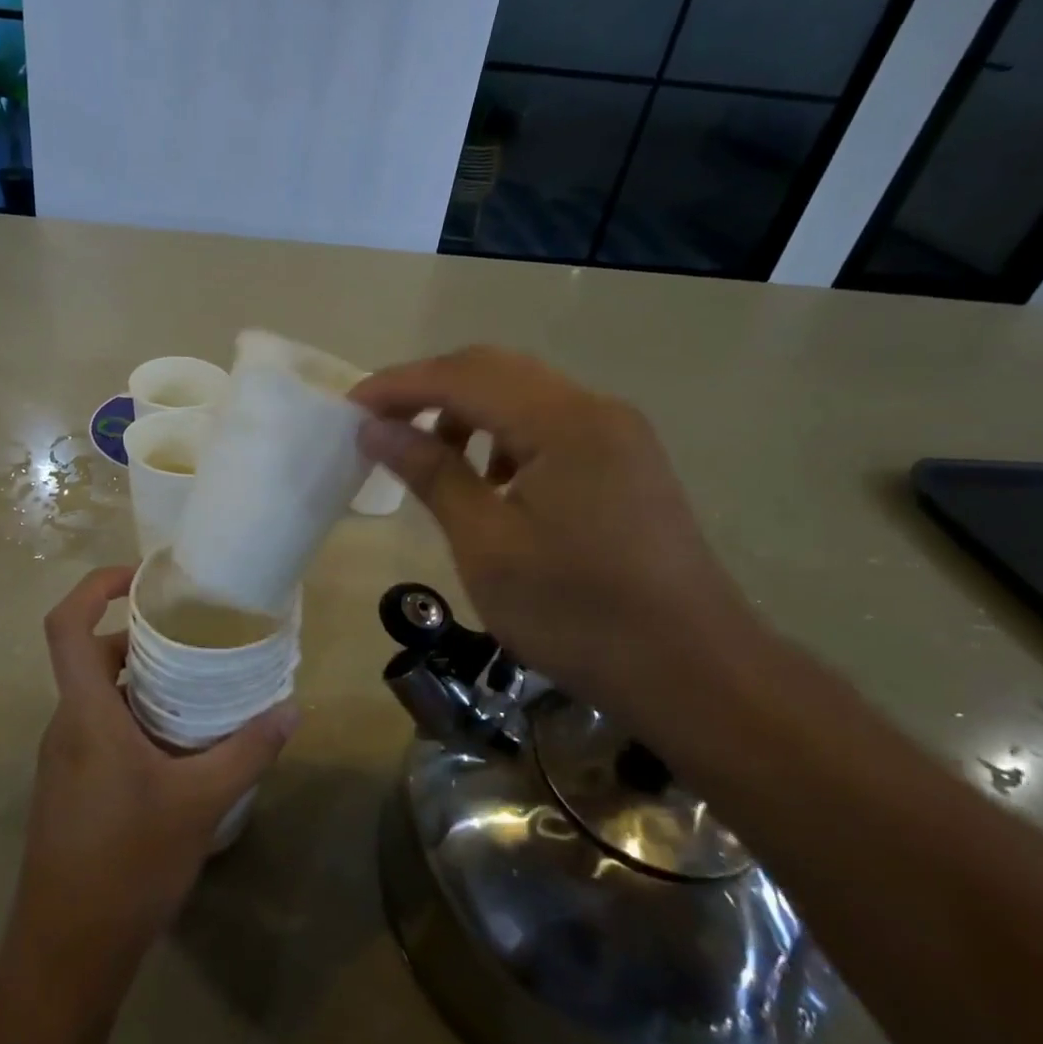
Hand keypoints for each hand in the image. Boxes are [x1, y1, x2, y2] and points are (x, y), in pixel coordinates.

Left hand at [5, 566, 299, 1005]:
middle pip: (92, 656)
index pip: (66, 626)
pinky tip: (181, 746)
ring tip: (199, 687)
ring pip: (100, 696)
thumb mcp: (200, 804)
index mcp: (85, 714)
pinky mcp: (70, 787)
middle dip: (140, 638)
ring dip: (142, 682)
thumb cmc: (127, 866)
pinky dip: (136, 718)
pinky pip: (101, 729)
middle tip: (196, 636)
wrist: (66, 955)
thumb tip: (292, 710)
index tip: (140, 576)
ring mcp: (64, 759)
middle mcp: (67, 725)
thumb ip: (247, 751)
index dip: (95, 587)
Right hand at [352, 347, 753, 710]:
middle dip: (430, 389)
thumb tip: (375, 429)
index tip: (349, 408)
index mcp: (563, 422)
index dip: (399, 385)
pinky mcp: (626, 462)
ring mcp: (618, 434)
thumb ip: (432, 474)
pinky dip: (505, 436)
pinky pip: (551, 426)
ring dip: (468, 411)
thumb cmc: (577, 614)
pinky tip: (490, 481)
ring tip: (431, 456)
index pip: (464, 376)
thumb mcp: (487, 545)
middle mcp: (596, 409)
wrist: (693, 672)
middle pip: (496, 370)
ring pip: (524, 396)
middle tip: (379, 424)